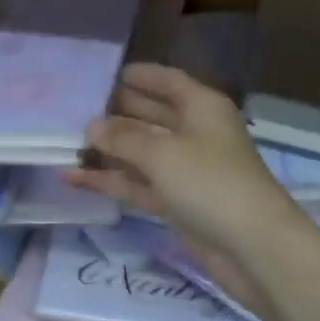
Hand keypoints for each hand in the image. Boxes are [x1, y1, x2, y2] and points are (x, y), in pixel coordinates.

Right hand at [67, 64, 304, 267]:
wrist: (253, 247)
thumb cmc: (211, 183)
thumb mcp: (163, 153)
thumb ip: (123, 138)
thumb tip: (91, 126)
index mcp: (202, 107)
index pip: (168, 81)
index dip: (140, 75)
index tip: (105, 73)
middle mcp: (195, 133)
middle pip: (152, 115)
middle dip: (118, 112)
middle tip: (76, 108)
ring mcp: (186, 170)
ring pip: (142, 153)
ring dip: (109, 150)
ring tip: (66, 142)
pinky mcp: (177, 203)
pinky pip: (139, 184)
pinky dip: (111, 181)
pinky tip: (74, 178)